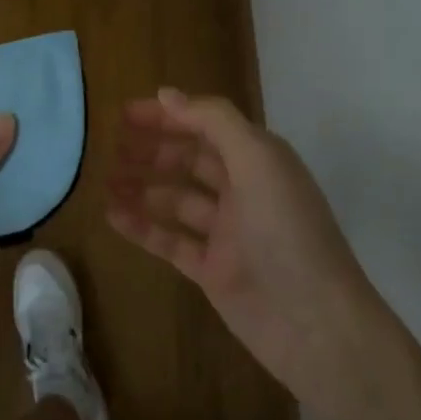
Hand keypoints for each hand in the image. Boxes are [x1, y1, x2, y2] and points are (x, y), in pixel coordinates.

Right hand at [109, 89, 367, 401]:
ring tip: (105, 180)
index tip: (125, 114)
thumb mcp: (257, 160)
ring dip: (142, 187)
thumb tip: (166, 94)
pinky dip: (142, 226)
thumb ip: (213, 121)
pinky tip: (112, 215)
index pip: (205, 125)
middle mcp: (242, 190)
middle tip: (110, 147)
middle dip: (151, 150)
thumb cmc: (287, 230)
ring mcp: (226, 232)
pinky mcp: (212, 270)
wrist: (315, 325)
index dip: (167, 116)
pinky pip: (170, 240)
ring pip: (175, 199)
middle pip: (189, 159)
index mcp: (257, 159)